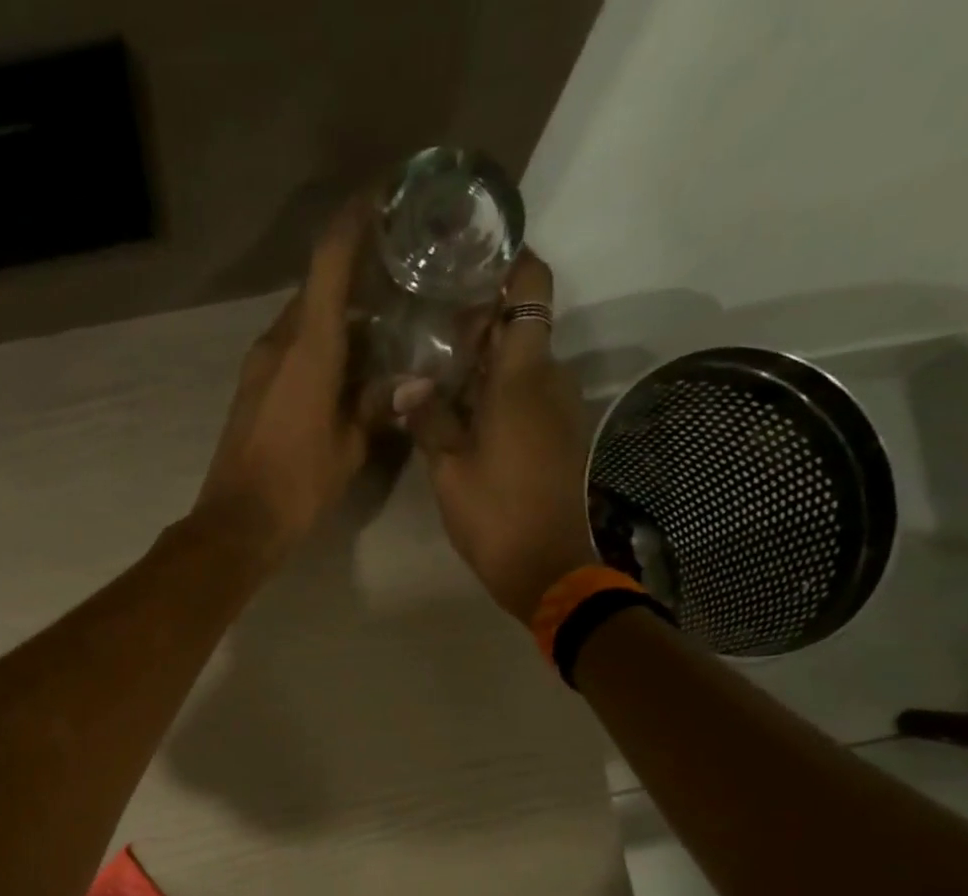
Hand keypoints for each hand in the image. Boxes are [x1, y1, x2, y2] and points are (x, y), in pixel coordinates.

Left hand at [192, 202, 370, 559]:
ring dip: (338, 318)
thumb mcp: (349, 449)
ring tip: (382, 324)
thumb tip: (412, 380)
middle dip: (355, 276)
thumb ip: (378, 406)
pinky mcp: (251, 388)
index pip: (330, 261)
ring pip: (304, 322)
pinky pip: (291, 349)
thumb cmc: (297, 486)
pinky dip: (320, 346)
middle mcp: (279, 343)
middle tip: (400, 276)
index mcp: (308, 348)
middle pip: (318, 291)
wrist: (237, 523)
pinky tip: (347, 366)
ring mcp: (259, 365)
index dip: (355, 221)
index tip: (384, 197)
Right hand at [407, 251, 596, 620]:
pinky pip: (528, 394)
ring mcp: (559, 408)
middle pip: (521, 323)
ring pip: (523, 362)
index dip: (509, 259)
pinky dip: (497, 390)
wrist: (548, 568)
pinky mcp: (558, 435)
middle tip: (430, 322)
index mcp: (523, 374)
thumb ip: (429, 418)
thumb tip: (408, 385)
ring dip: (485, 359)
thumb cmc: (495, 514)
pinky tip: (460, 408)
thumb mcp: (448, 468)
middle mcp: (550, 378)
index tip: (472, 254)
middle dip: (481, 316)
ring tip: (436, 367)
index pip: (531, 286)